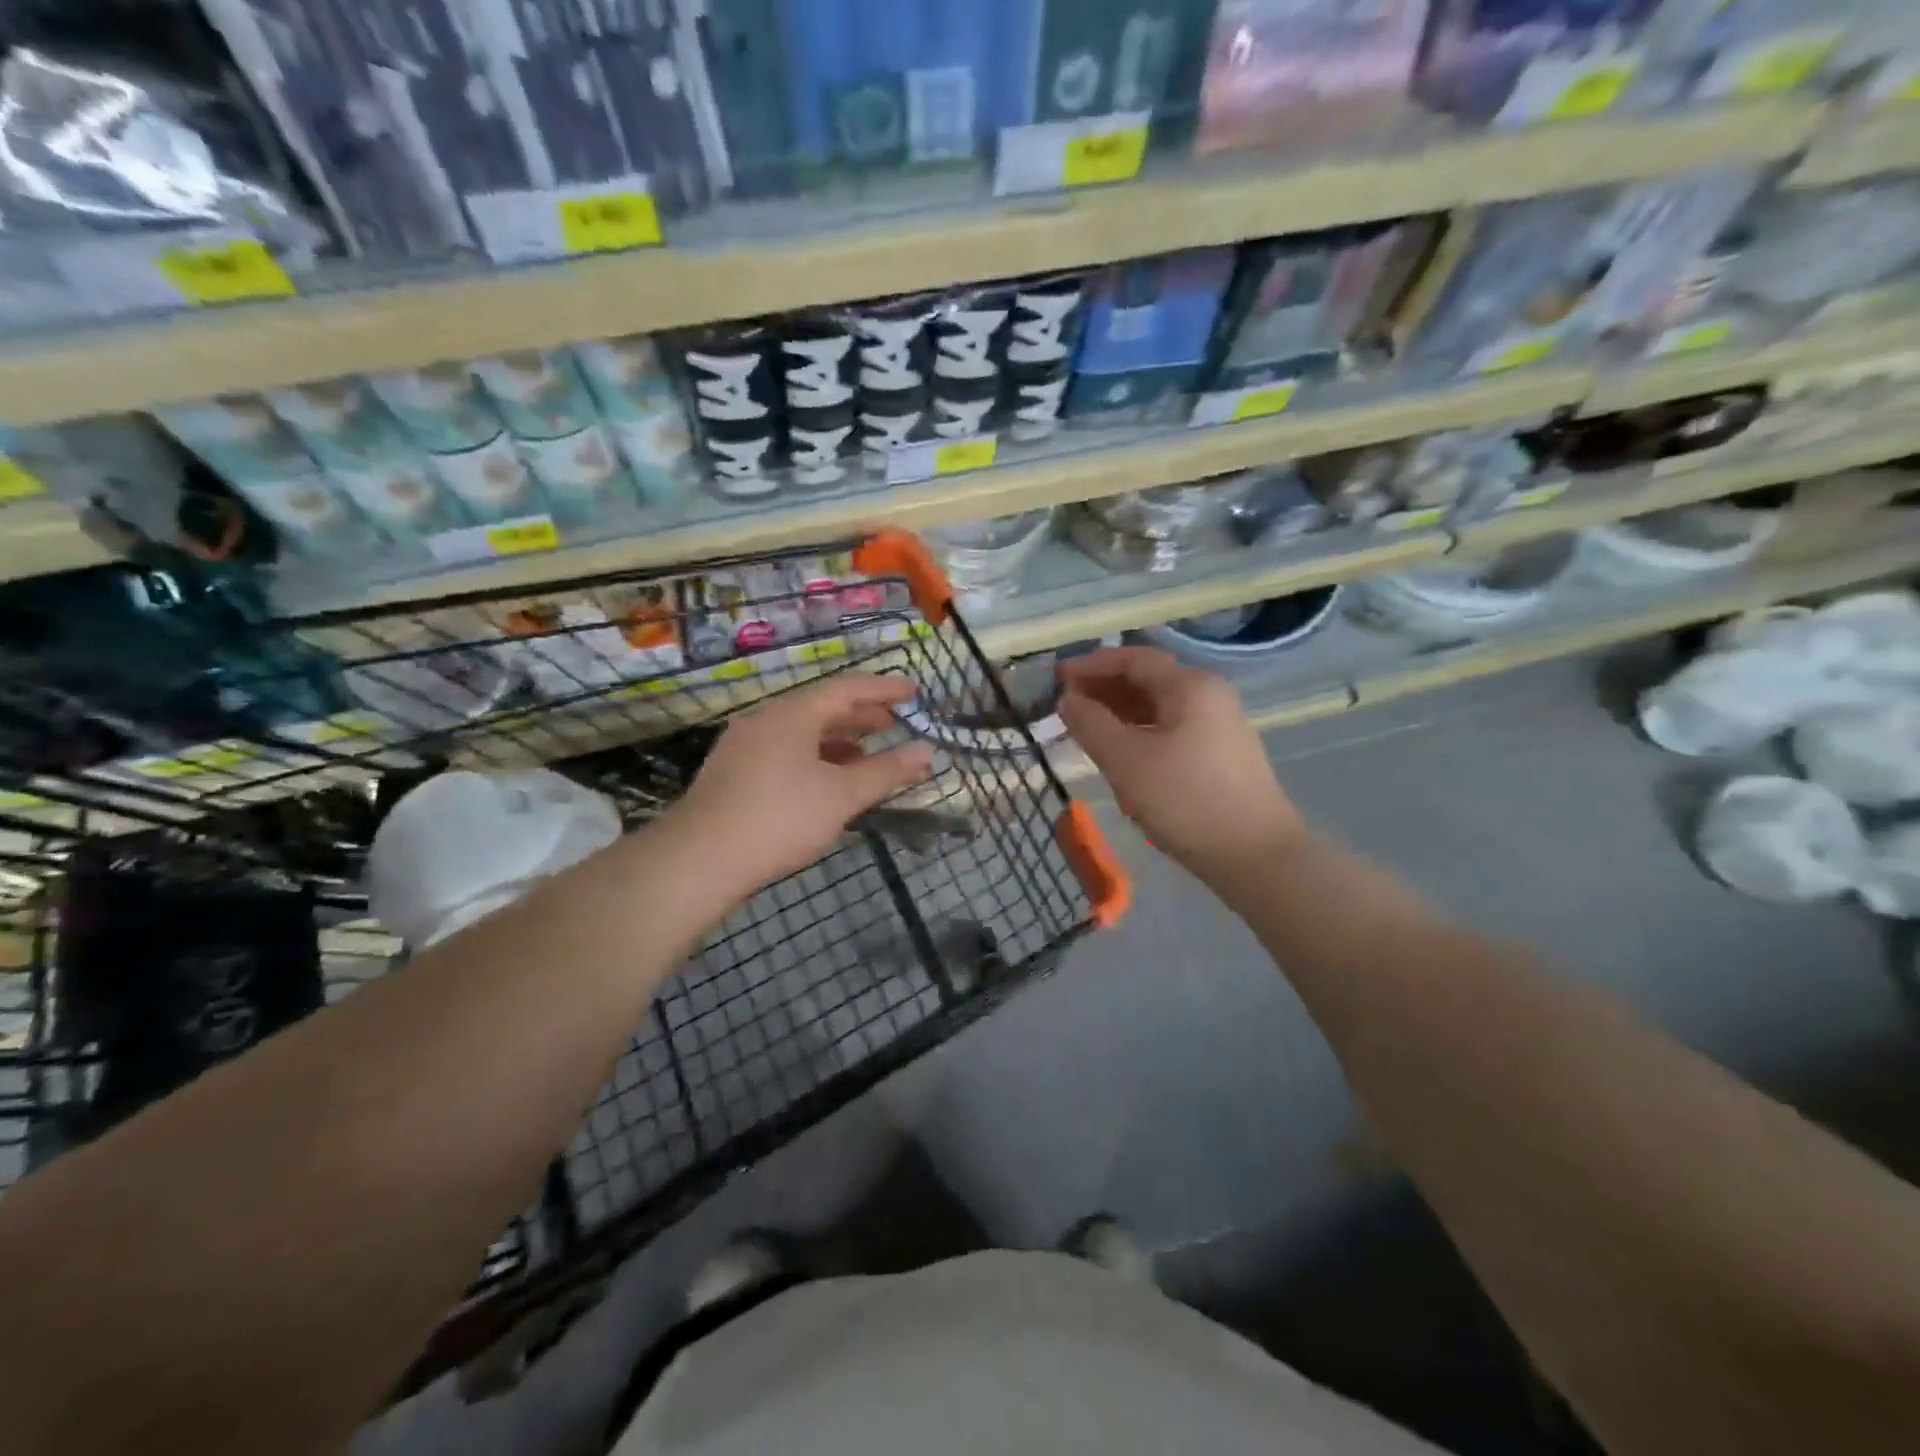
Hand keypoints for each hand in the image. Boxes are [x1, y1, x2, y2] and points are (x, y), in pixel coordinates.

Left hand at [675, 673, 934, 895]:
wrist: (699, 860)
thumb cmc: (780, 818)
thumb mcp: (842, 795)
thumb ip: (887, 772)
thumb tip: (927, 752)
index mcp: (792, 714)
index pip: (847, 688)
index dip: (884, 689)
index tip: (914, 693)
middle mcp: (766, 720)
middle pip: (822, 707)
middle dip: (862, 715)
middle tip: (896, 723)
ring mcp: (745, 746)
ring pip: (802, 733)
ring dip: (839, 740)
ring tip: (869, 754)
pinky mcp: (734, 773)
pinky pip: (785, 752)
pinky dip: (816, 758)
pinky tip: (828, 781)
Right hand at [1057, 647, 1304, 880]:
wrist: (1256, 856)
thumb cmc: (1186, 800)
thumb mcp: (1126, 761)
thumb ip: (1091, 724)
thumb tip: (1067, 700)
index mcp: (1190, 686)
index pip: (1133, 659)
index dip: (1091, 665)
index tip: (1057, 681)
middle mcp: (1209, 696)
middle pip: (1148, 680)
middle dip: (1104, 690)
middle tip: (1066, 708)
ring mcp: (1219, 726)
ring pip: (1159, 708)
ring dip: (1120, 714)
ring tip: (1086, 732)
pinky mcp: (1220, 755)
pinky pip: (1171, 730)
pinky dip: (1140, 734)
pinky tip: (1121, 756)